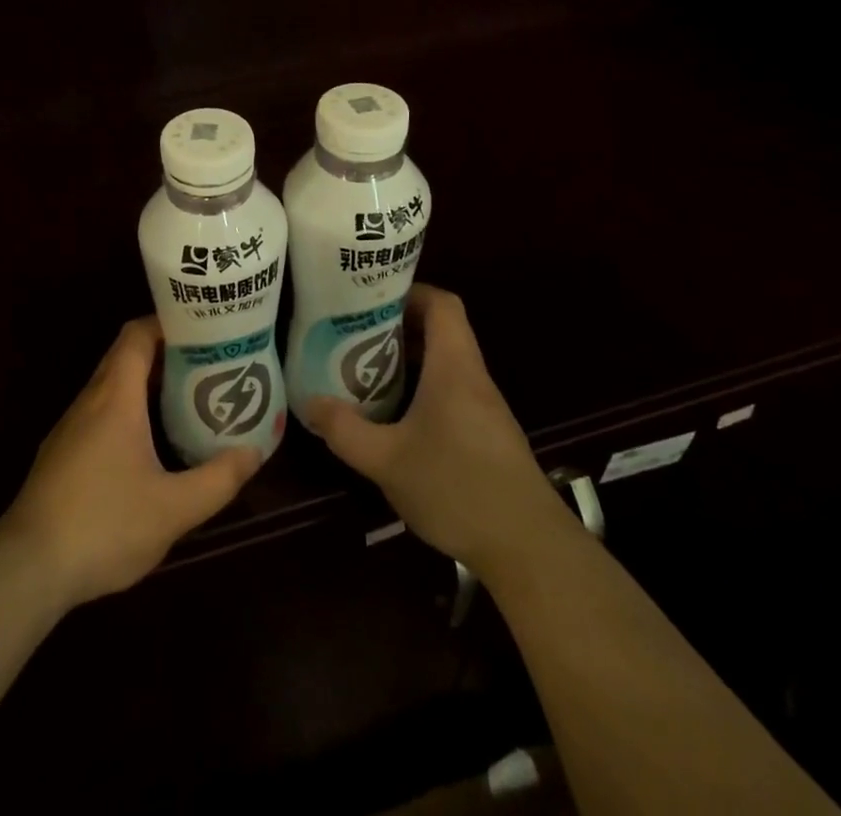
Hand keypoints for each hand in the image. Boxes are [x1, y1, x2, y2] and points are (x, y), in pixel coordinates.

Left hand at [0, 317, 261, 609]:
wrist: (28, 566)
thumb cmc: (104, 525)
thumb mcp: (173, 509)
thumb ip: (218, 479)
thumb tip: (254, 452)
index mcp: (115, 397)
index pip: (137, 334)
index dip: (168, 323)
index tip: (203, 328)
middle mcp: (90, 400)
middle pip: (126, 355)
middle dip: (165, 352)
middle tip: (207, 361)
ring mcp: (72, 426)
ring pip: (112, 385)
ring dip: (147, 382)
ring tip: (188, 396)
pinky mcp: (63, 452)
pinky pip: (101, 410)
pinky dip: (129, 408)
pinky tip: (151, 440)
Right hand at [306, 284, 557, 575]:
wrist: (530, 550)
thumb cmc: (457, 488)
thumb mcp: (387, 460)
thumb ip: (345, 430)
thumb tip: (311, 402)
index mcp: (454, 367)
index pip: (442, 303)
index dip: (409, 291)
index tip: (370, 299)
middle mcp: (473, 378)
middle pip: (442, 330)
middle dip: (398, 326)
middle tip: (355, 334)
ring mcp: (485, 408)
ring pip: (446, 363)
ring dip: (409, 360)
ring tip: (366, 371)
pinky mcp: (488, 436)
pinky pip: (452, 392)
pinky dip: (423, 389)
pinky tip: (396, 418)